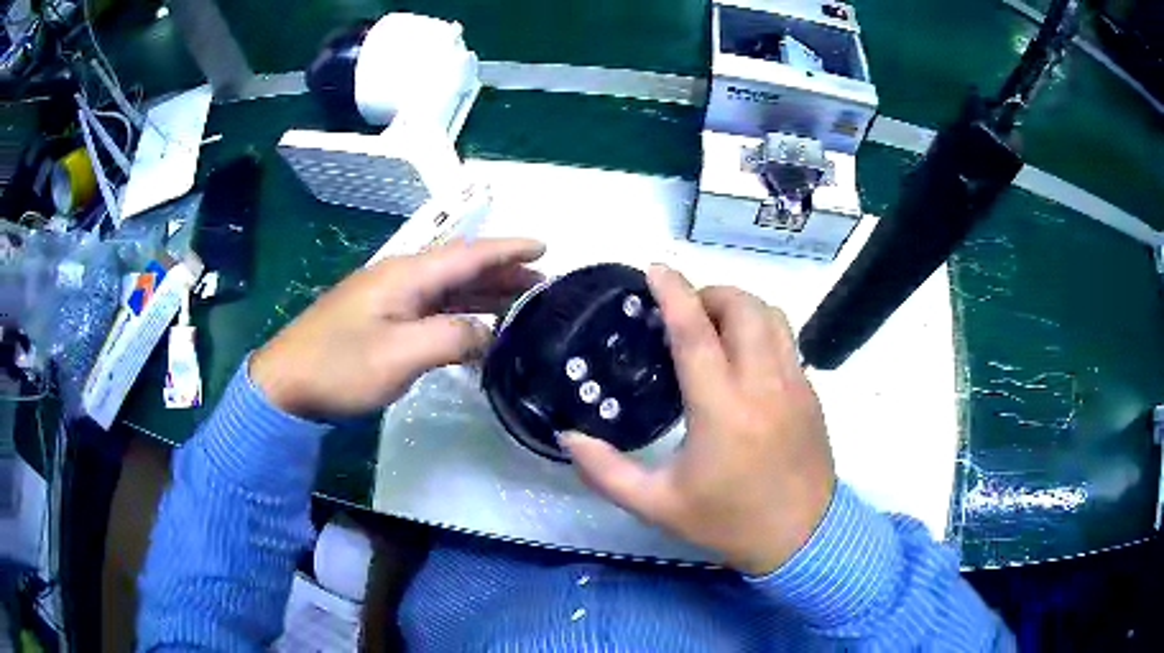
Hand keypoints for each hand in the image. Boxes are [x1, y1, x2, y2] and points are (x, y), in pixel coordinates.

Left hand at [251, 238, 544, 419]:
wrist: (286, 385)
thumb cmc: (340, 366)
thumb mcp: (400, 354)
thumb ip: (451, 337)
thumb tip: (488, 334)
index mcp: (406, 275)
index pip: (468, 254)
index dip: (507, 250)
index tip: (545, 248)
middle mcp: (401, 278)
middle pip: (460, 269)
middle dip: (502, 274)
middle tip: (542, 288)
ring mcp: (389, 300)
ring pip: (448, 290)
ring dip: (484, 296)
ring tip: (520, 307)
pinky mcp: (381, 321)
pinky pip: (432, 311)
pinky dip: (460, 317)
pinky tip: (476, 333)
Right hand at [562, 265, 835, 575]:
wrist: (804, 538)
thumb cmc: (729, 522)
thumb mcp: (658, 506)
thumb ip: (606, 472)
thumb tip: (568, 437)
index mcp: (722, 411)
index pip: (696, 333)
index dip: (674, 293)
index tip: (654, 268)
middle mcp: (763, 386)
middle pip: (743, 308)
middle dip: (710, 294)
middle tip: (683, 312)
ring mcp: (795, 385)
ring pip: (772, 316)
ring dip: (739, 306)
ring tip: (713, 326)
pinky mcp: (811, 393)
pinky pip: (787, 339)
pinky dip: (761, 328)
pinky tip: (742, 356)